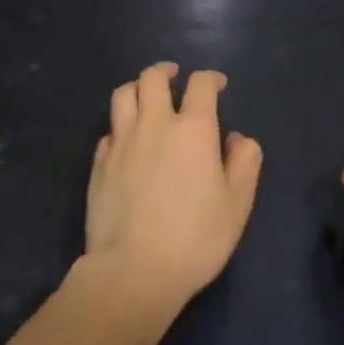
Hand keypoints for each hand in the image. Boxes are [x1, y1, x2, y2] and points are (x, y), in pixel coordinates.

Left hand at [84, 62, 262, 315]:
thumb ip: (244, 162)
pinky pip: (109, 130)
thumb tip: (238, 139)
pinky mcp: (99, 164)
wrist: (133, 273)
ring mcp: (122, 143)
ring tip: (147, 98)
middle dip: (166, 71)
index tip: (218, 86)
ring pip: (123, 95)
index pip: (201, 84)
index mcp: (193, 129)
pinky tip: (128, 140)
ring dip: (138, 88)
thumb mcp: (237, 203)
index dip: (211, 78)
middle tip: (175, 78)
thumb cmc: (195, 238)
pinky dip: (121, 126)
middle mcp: (155, 124)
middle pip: (153, 77)